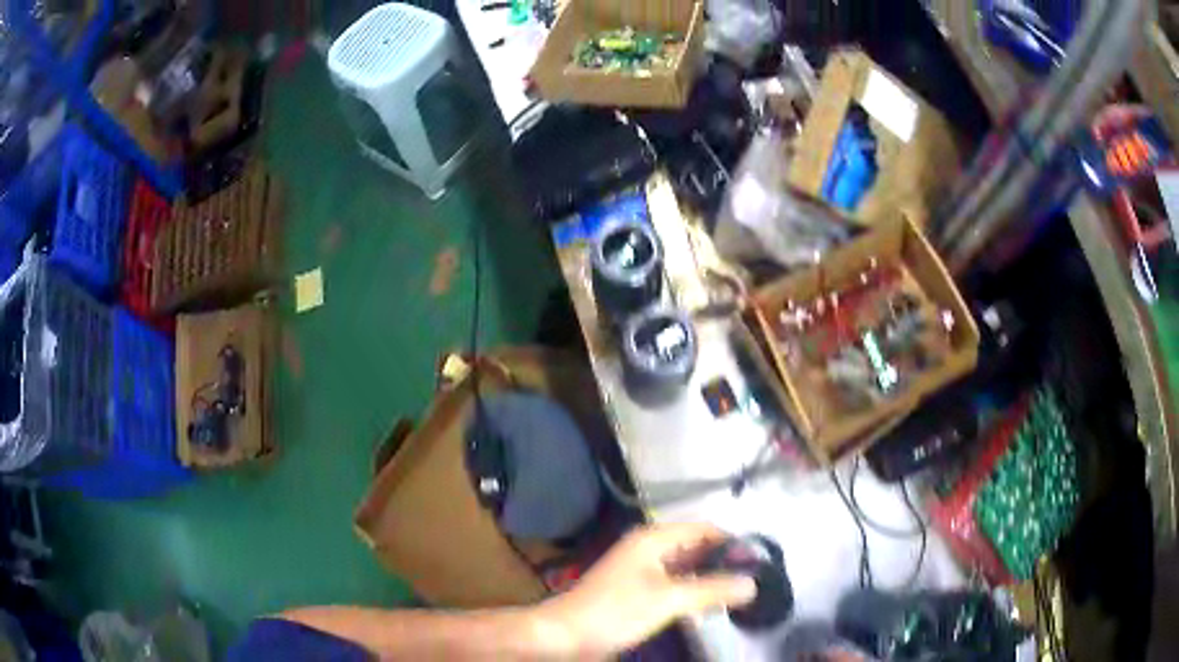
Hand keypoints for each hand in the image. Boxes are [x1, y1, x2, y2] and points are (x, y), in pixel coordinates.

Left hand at [534, 523, 756, 658]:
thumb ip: (712, 589)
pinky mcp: (638, 590)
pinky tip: (709, 605)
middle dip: (723, 561)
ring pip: (686, 567)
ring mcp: (642, 570)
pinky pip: (675, 583)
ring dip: (709, 578)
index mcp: (654, 538)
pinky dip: (693, 590)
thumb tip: (753, 583)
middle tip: (753, 580)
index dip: (732, 542)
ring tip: (739, 593)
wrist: (566, 634)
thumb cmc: (616, 610)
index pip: (704, 529)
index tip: (759, 562)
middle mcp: (649, 548)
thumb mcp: (669, 599)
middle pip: (696, 547)